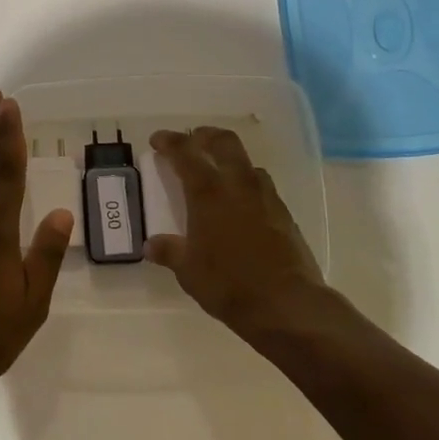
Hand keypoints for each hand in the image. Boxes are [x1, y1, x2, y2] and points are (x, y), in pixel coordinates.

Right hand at [145, 126, 327, 330]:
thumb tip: (151, 245)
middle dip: (204, 135)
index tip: (157, 140)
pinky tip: (240, 205)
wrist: (286, 304)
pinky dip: (246, 184)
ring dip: (229, 159)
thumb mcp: (188, 271)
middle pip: (224, 142)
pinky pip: (261, 186)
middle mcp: (238, 185)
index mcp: (208, 193)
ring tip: (217, 174)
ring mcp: (265, 197)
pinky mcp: (284, 213)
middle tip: (192, 141)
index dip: (169, 141)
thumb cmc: (228, 284)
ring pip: (247, 162)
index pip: (186, 152)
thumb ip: (169, 251)